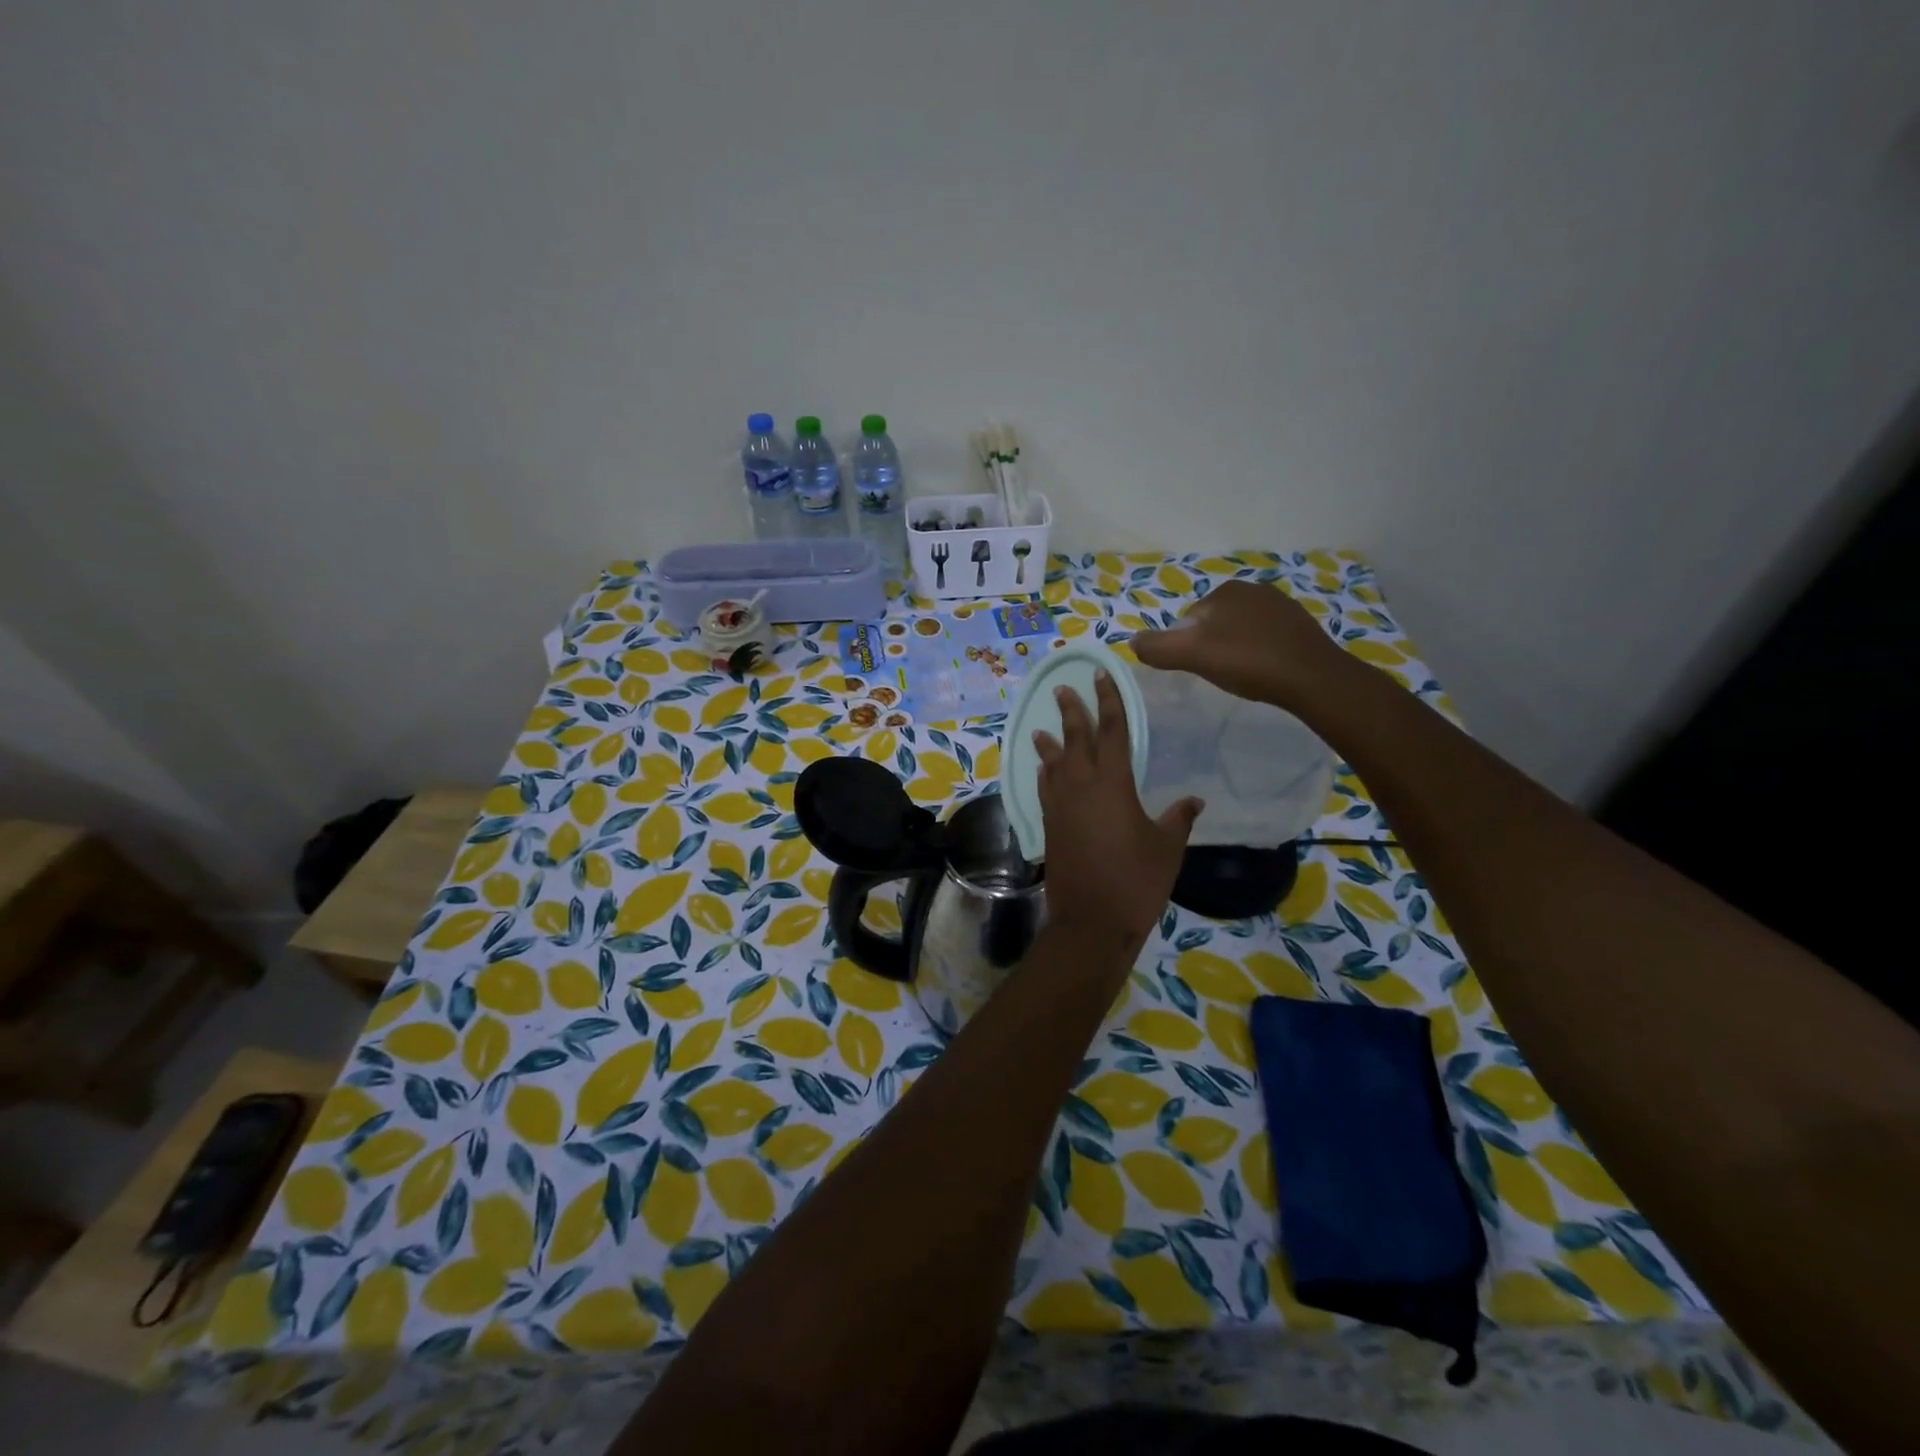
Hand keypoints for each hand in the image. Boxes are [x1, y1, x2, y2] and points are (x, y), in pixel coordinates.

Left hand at [1032, 670, 1201, 957]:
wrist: (1091, 921)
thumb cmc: (1136, 881)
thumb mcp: (1167, 848)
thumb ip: (1178, 819)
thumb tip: (1194, 801)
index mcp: (1113, 784)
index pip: (1112, 731)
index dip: (1109, 701)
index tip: (1101, 676)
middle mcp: (1080, 787)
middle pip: (1075, 740)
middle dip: (1071, 711)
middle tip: (1063, 688)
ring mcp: (1060, 807)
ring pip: (1053, 764)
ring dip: (1050, 743)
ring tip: (1042, 728)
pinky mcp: (1049, 826)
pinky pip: (1044, 789)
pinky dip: (1044, 774)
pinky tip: (1043, 771)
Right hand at [1132, 578, 1355, 711]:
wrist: (1313, 678)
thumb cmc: (1249, 662)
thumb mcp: (1193, 656)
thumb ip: (1158, 648)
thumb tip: (1131, 641)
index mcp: (1226, 590)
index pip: (1189, 619)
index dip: (1187, 646)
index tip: (1198, 668)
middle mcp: (1254, 589)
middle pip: (1214, 624)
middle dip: (1211, 646)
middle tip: (1219, 674)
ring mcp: (1281, 605)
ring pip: (1240, 631)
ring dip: (1235, 650)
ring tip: (1242, 676)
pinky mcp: (1300, 625)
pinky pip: (1265, 638)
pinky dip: (1259, 653)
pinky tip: (1264, 672)